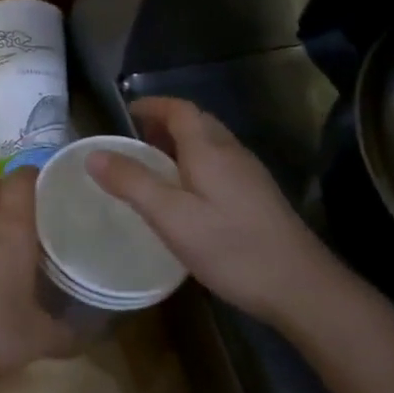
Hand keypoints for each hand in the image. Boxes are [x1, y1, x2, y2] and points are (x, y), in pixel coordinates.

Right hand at [87, 97, 351, 326]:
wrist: (300, 287)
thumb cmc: (231, 247)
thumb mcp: (171, 217)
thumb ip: (132, 183)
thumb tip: (93, 153)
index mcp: (210, 150)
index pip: (180, 110)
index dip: (153, 105)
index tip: (126, 112)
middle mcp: (232, 153)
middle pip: (197, 123)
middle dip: (164, 123)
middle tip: (134, 140)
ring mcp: (250, 176)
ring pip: (210, 145)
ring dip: (180, 145)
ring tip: (152, 166)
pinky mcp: (258, 198)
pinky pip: (219, 166)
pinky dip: (194, 165)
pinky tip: (185, 196)